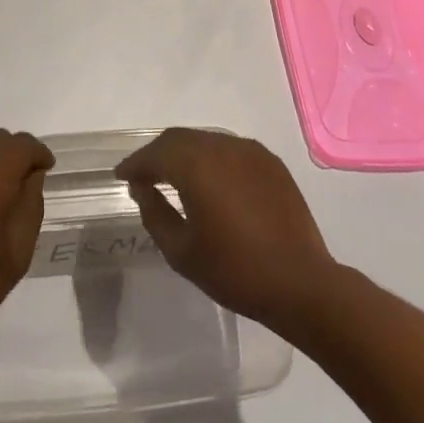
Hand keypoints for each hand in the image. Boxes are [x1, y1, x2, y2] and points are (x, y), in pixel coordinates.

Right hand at [117, 129, 337, 333]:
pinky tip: (211, 180)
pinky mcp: (270, 162)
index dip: (134, 164)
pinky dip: (212, 158)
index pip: (155, 154)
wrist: (301, 283)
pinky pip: (230, 149)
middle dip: (157, 154)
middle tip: (144, 175)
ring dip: (185, 153)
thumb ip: (155, 214)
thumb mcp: (182, 252)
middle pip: (179, 139)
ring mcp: (249, 151)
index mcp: (196, 165)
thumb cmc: (235, 271)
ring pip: (205, 140)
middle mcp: (221, 146)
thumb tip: (144, 189)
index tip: (121, 176)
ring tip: (174, 176)